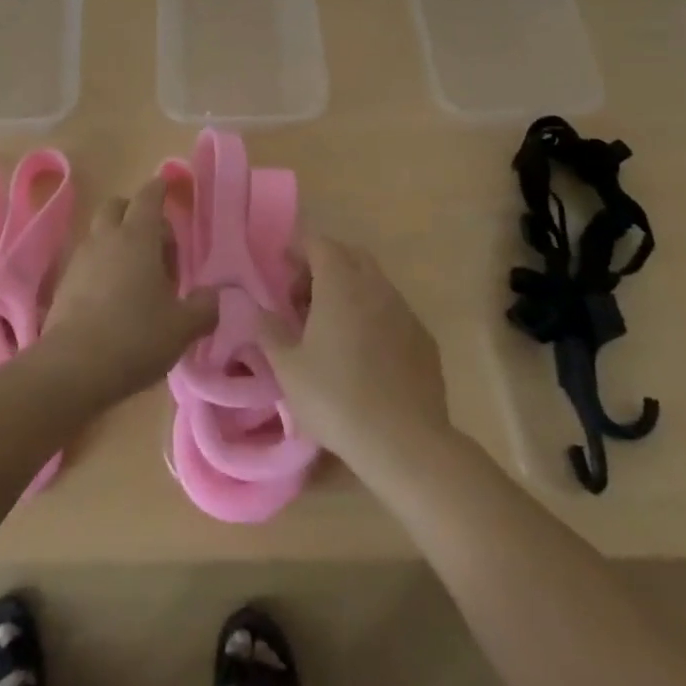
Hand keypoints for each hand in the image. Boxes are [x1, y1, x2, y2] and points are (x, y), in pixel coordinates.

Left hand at [41, 176, 218, 403]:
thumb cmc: (135, 337)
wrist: (72, 368)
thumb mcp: (182, 327)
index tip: (166, 185)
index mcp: (138, 237)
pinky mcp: (63, 284)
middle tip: (157, 241)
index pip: (148, 197)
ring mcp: (80, 259)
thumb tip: (212, 296)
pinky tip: (114, 296)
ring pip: (100, 233)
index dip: (159, 188)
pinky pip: (87, 260)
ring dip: (118, 241)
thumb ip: (204, 308)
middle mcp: (106, 238)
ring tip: (138, 275)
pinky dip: (102, 266)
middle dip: (135, 212)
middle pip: (117, 206)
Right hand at [258, 237, 451, 478]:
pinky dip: (374, 317)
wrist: (405, 442)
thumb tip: (260, 311)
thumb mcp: (287, 368)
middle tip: (304, 299)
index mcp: (341, 283)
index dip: (298, 251)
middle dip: (325, 266)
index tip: (282, 271)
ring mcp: (405, 311)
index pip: (319, 243)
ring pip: (374, 283)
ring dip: (351, 291)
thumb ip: (269, 331)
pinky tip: (365, 354)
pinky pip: (393, 312)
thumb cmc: (336, 398)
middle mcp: (376, 286)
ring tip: (332, 329)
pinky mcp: (424, 339)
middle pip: (350, 255)